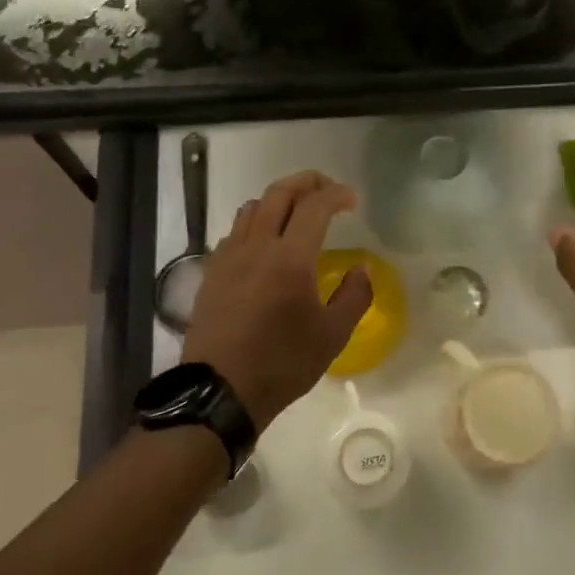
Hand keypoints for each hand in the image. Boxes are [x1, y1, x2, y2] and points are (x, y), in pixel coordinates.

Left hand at [182, 170, 372, 430]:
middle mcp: (257, 246)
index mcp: (291, 258)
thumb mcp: (332, 336)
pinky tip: (265, 244)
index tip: (353, 200)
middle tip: (328, 190)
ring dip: (279, 199)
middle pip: (279, 193)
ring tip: (297, 213)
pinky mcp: (212, 272)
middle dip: (307, 182)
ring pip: (253, 207)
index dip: (337, 194)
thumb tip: (362, 269)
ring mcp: (229, 257)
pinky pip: (235, 231)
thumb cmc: (282, 364)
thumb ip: (354, 296)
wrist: (219, 391)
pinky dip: (256, 222)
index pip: (314, 206)